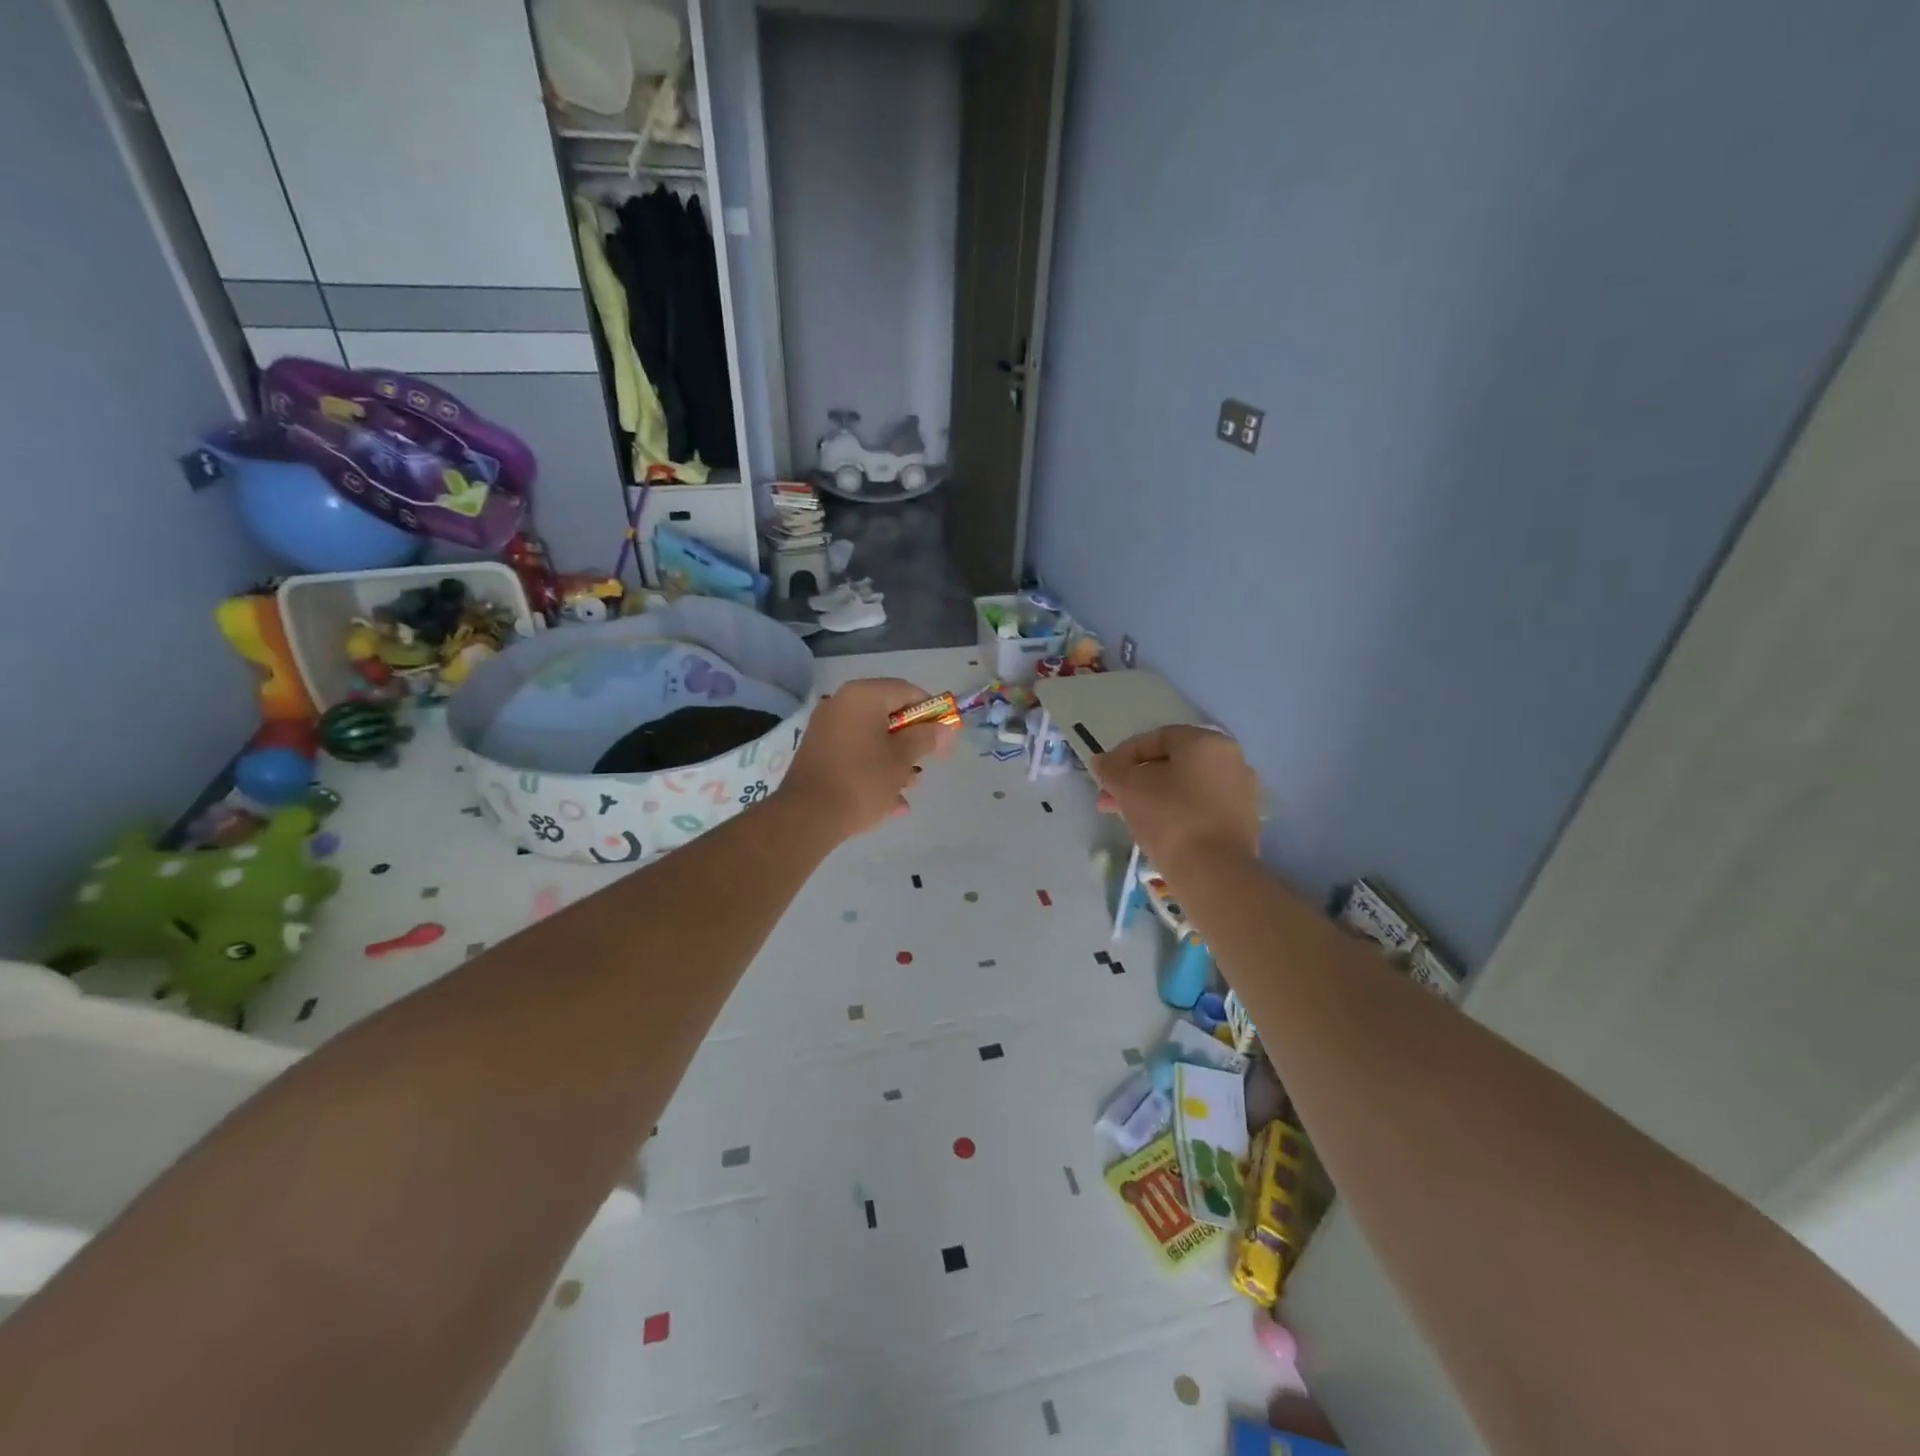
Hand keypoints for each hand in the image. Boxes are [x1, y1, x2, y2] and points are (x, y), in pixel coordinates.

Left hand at [776, 678, 955, 841]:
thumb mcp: (902, 759)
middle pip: (888, 716)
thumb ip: (926, 738)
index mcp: (862, 696)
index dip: (931, 713)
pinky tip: (890, 803)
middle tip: (928, 763)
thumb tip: (945, 728)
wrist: (808, 816)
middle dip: (911, 741)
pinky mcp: (818, 755)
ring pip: (871, 739)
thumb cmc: (863, 780)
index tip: (945, 738)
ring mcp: (826, 730)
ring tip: (909, 788)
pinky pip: (854, 756)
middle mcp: (840, 705)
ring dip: (894, 761)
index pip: (907, 691)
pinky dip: (873, 772)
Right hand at [1091, 726, 1259, 870]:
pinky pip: (1200, 808)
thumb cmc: (1169, 817)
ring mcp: (1240, 792)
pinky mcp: (1243, 822)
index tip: (1104, 776)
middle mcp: (1230, 760)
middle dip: (1135, 781)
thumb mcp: (1128, 787)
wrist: (1213, 872)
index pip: (1157, 738)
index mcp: (1205, 742)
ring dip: (1152, 798)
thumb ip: (1111, 768)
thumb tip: (1101, 760)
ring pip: (1185, 788)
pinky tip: (1155, 831)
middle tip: (1109, 800)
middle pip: (1171, 764)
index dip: (1124, 755)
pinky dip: (1176, 813)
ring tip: (1126, 818)